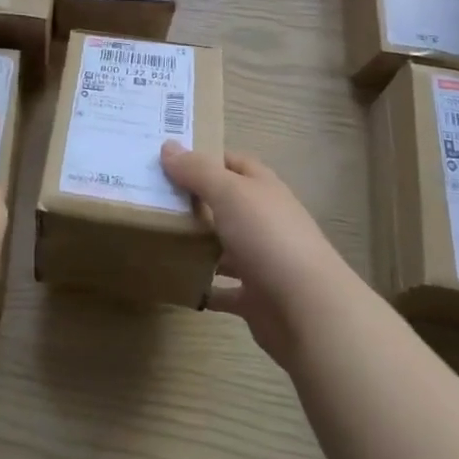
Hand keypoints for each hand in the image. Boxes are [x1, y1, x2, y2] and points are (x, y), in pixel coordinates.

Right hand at [161, 143, 342, 367]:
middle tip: (150, 196)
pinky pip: (222, 289)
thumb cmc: (268, 238)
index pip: (232, 162)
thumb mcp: (229, 193)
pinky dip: (203, 286)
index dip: (204, 157)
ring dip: (197, 243)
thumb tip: (168, 147)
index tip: (167, 158)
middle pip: (226, 203)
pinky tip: (176, 282)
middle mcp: (265, 220)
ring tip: (156, 237)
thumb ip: (198, 171)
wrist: (308, 311)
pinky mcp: (256, 298)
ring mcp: (262, 261)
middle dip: (193, 200)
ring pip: (224, 246)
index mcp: (263, 189)